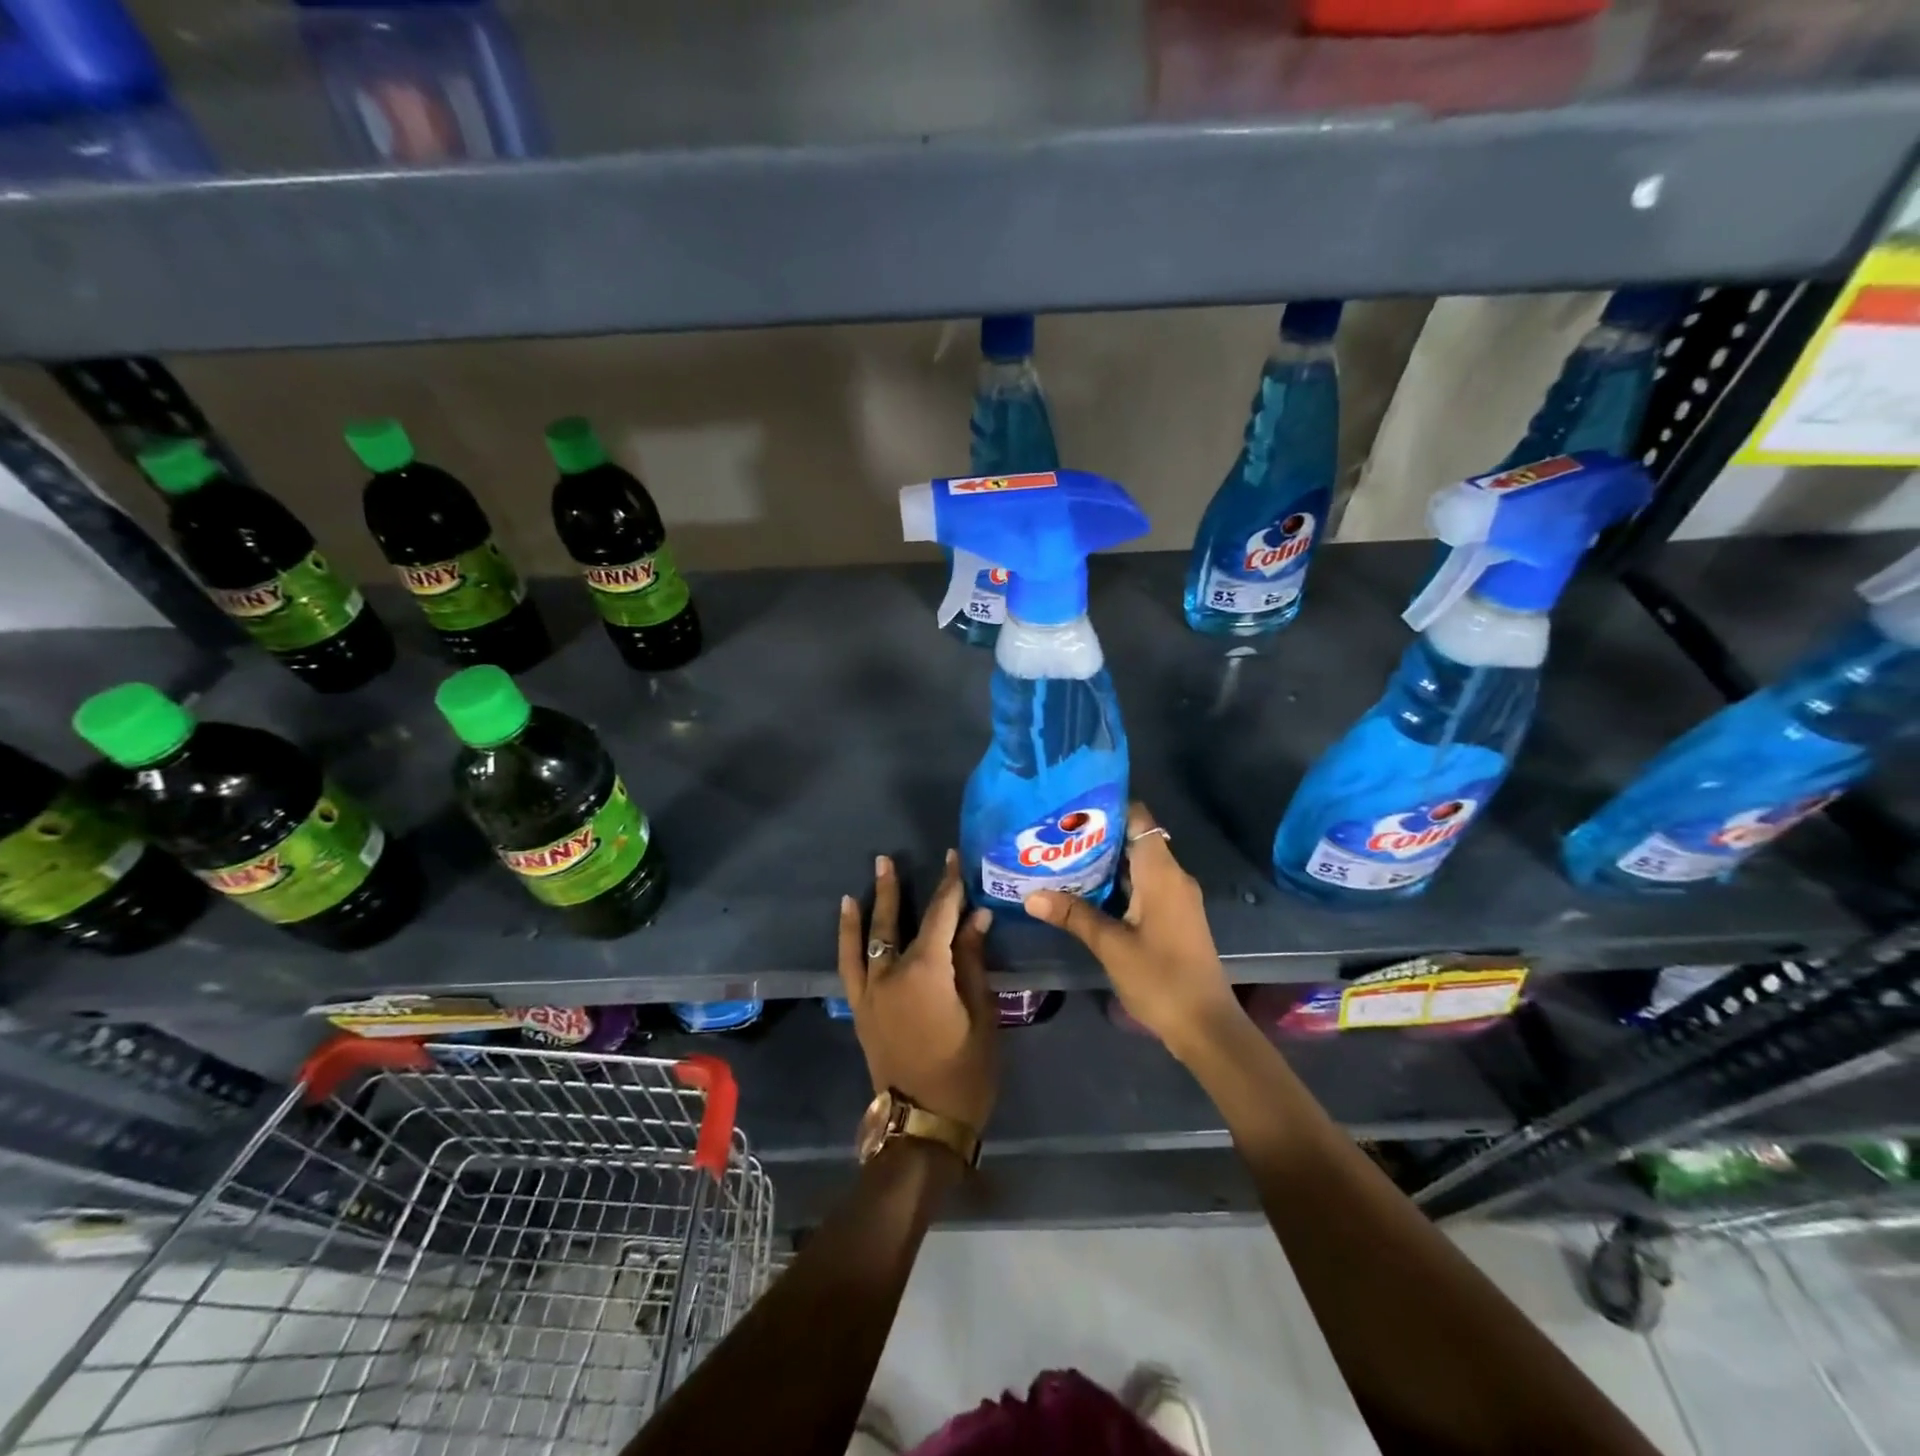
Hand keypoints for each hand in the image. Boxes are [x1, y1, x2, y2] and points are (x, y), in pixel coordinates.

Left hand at [837, 851, 997, 1132]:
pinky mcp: (861, 1008)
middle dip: (898, 888)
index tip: (952, 859)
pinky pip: (849, 964)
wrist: (923, 1124)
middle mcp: (892, 972)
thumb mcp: (982, 1015)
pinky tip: (849, 917)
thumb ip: (972, 962)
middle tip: (891, 858)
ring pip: (868, 938)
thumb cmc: (965, 1071)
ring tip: (870, 876)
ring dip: (870, 904)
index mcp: (927, 971)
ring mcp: (871, 990)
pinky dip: (847, 937)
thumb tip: (976, 917)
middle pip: (896, 921)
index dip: (949, 885)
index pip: (940, 915)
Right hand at [1024, 802, 1242, 1060]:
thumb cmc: (1161, 978)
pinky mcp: (1172, 917)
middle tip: (1054, 834)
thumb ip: (1073, 915)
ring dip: (1103, 863)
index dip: (1108, 808)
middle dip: (1096, 836)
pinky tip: (1083, 892)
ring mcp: (1174, 898)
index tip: (1071, 807)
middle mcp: (1172, 877)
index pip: (1139, 819)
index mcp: (1162, 873)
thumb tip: (1031, 895)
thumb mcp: (1111, 946)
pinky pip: (1142, 886)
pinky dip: (1115, 884)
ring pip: (1136, 866)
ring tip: (1060, 857)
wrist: (1205, 1026)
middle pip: (1134, 840)